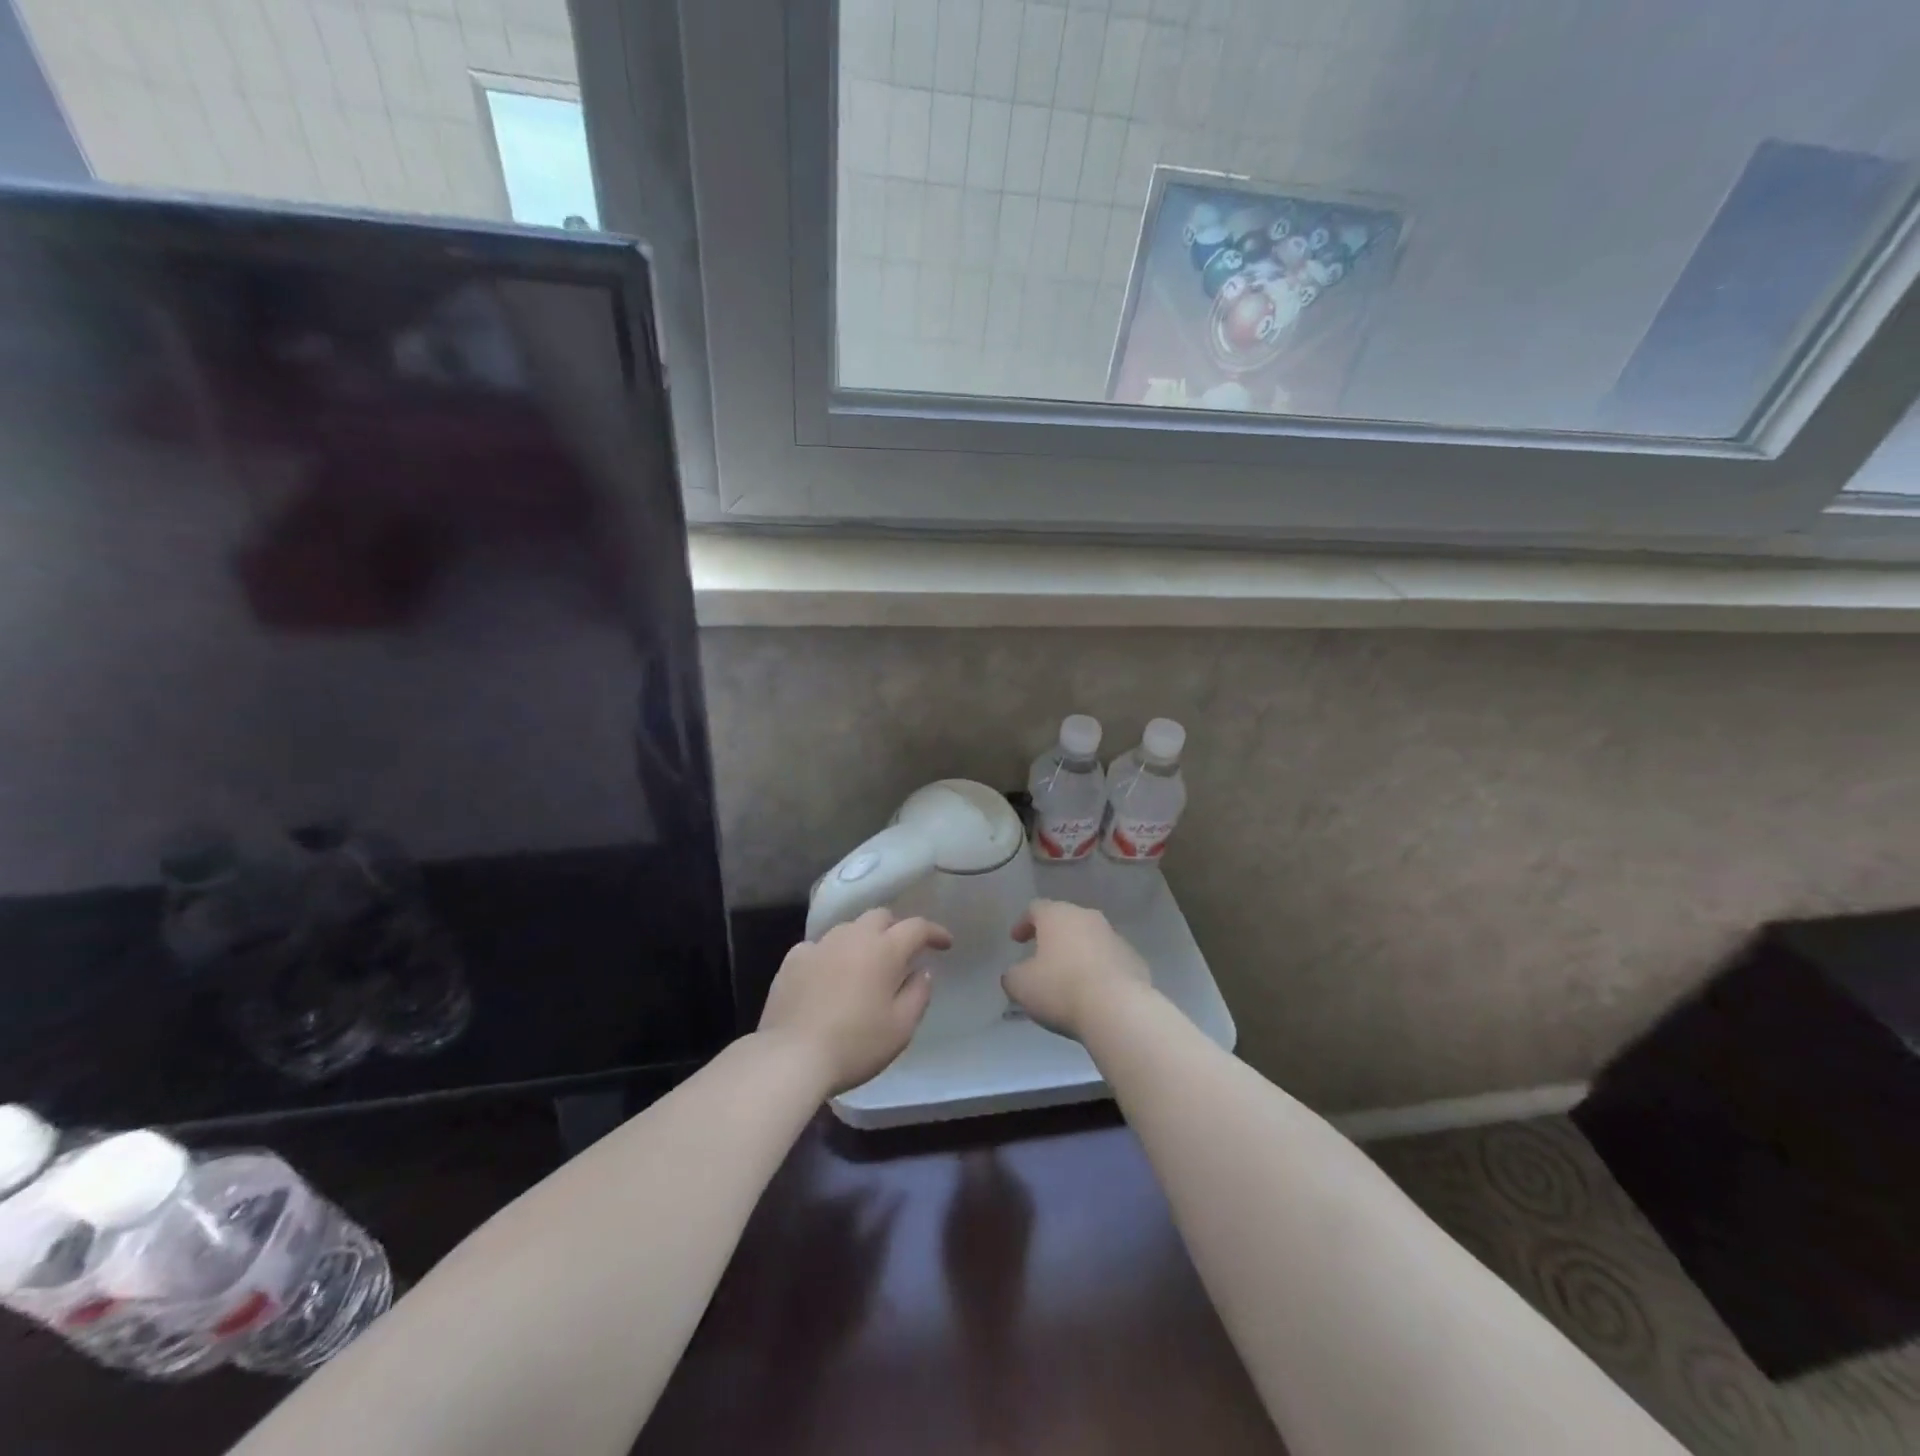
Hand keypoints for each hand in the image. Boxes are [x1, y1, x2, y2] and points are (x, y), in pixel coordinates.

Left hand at [758, 909, 949, 1093]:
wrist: (791, 1056)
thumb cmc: (855, 1044)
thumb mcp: (901, 1028)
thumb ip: (918, 994)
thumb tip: (922, 971)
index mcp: (884, 950)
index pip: (916, 927)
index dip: (934, 932)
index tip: (945, 944)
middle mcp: (852, 937)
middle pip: (880, 916)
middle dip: (896, 928)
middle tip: (903, 952)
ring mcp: (819, 945)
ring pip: (848, 928)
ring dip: (863, 939)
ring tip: (865, 964)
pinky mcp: (793, 959)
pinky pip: (819, 946)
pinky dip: (831, 955)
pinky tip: (829, 975)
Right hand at [1004, 900, 1151, 1039]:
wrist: (1118, 1009)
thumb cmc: (1061, 989)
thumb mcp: (1020, 985)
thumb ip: (1013, 975)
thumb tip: (1016, 974)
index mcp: (1057, 915)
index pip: (1035, 908)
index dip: (1023, 923)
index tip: (1016, 941)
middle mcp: (1087, 917)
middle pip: (1066, 920)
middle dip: (1053, 936)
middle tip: (1042, 957)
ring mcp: (1115, 937)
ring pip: (1090, 938)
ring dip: (1078, 952)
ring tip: (1070, 977)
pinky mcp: (1135, 959)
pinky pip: (1110, 959)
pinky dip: (1100, 969)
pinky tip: (1094, 991)